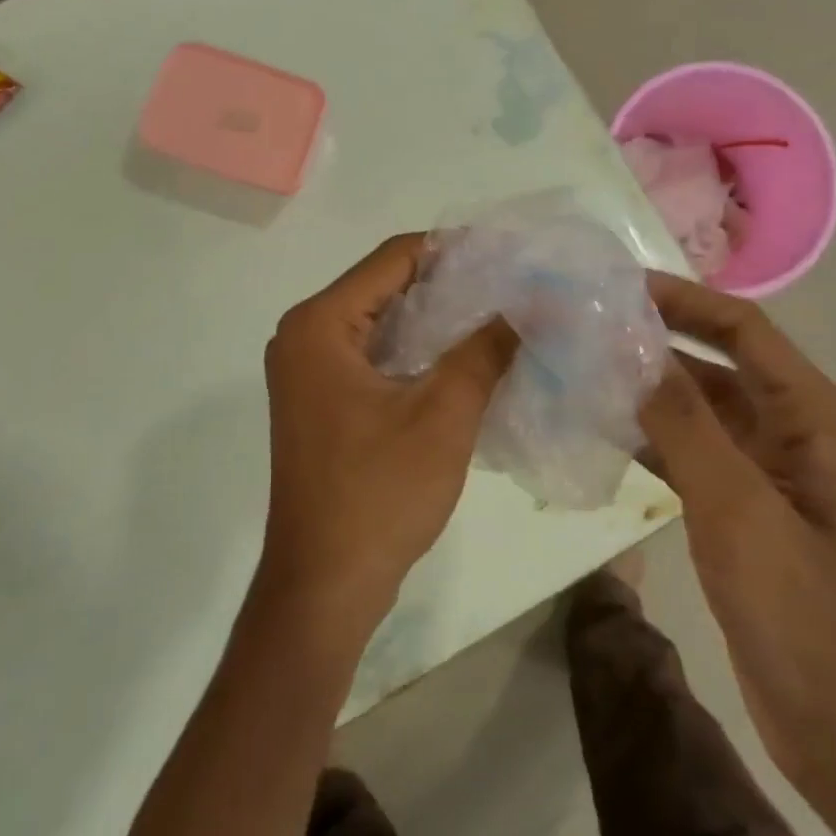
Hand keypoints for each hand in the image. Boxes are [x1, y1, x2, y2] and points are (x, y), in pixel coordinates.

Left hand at [260, 233, 515, 638]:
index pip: (392, 259)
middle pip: (385, 287)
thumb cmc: (378, 493)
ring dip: (436, 320)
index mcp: (320, 325)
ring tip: (500, 317)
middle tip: (512, 286)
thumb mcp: (444, 414)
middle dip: (448, 284)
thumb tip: (530, 306)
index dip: (451, 249)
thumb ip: (486, 350)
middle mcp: (305, 337)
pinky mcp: (322, 402)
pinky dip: (417, 353)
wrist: (325, 585)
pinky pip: (374, 357)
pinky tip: (465, 360)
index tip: (506, 253)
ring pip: (382, 323)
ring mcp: (309, 373)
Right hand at [638, 272, 835, 818]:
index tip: (618, 286)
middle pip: (719, 364)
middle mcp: (796, 435)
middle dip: (657, 341)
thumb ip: (686, 426)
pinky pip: (696, 456)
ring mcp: (771, 477)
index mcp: (814, 420)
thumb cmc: (808, 619)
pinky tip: (602, 435)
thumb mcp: (739, 511)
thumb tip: (635, 348)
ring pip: (702, 412)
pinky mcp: (748, 514)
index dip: (684, 299)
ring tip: (581, 371)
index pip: (743, 330)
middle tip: (586, 325)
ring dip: (649, 391)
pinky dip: (653, 440)